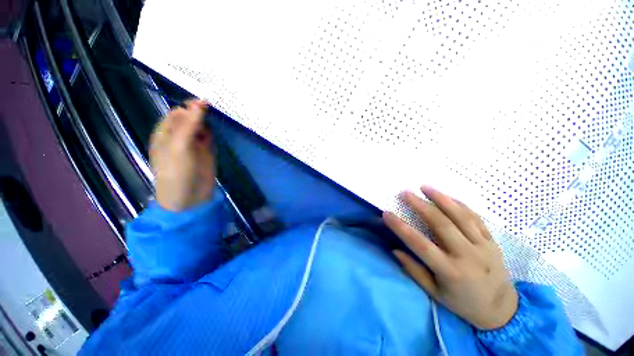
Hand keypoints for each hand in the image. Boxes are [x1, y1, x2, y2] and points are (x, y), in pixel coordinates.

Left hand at [150, 99, 214, 211]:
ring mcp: (194, 143)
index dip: (192, 105)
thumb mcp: (180, 145)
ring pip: (202, 125)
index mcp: (166, 132)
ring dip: (210, 120)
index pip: (179, 112)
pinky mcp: (207, 150)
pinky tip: (222, 126)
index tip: (209, 101)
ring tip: (222, 113)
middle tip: (219, 105)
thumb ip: (190, 123)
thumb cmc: (177, 172)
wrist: (190, 197)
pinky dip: (215, 131)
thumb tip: (201, 101)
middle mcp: (179, 135)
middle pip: (191, 117)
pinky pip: (210, 136)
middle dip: (203, 111)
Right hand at [383, 186, 517, 329]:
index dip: (401, 228)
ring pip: (460, 216)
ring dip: (441, 198)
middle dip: (421, 206)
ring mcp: (482, 246)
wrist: (501, 309)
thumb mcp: (435, 293)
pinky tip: (448, 196)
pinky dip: (460, 204)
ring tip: (425, 186)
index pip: (420, 245)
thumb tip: (395, 250)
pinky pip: (475, 217)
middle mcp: (467, 255)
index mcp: (451, 271)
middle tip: (405, 193)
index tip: (387, 214)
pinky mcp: (491, 240)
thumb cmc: (463, 303)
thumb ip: (414, 271)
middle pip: (441, 224)